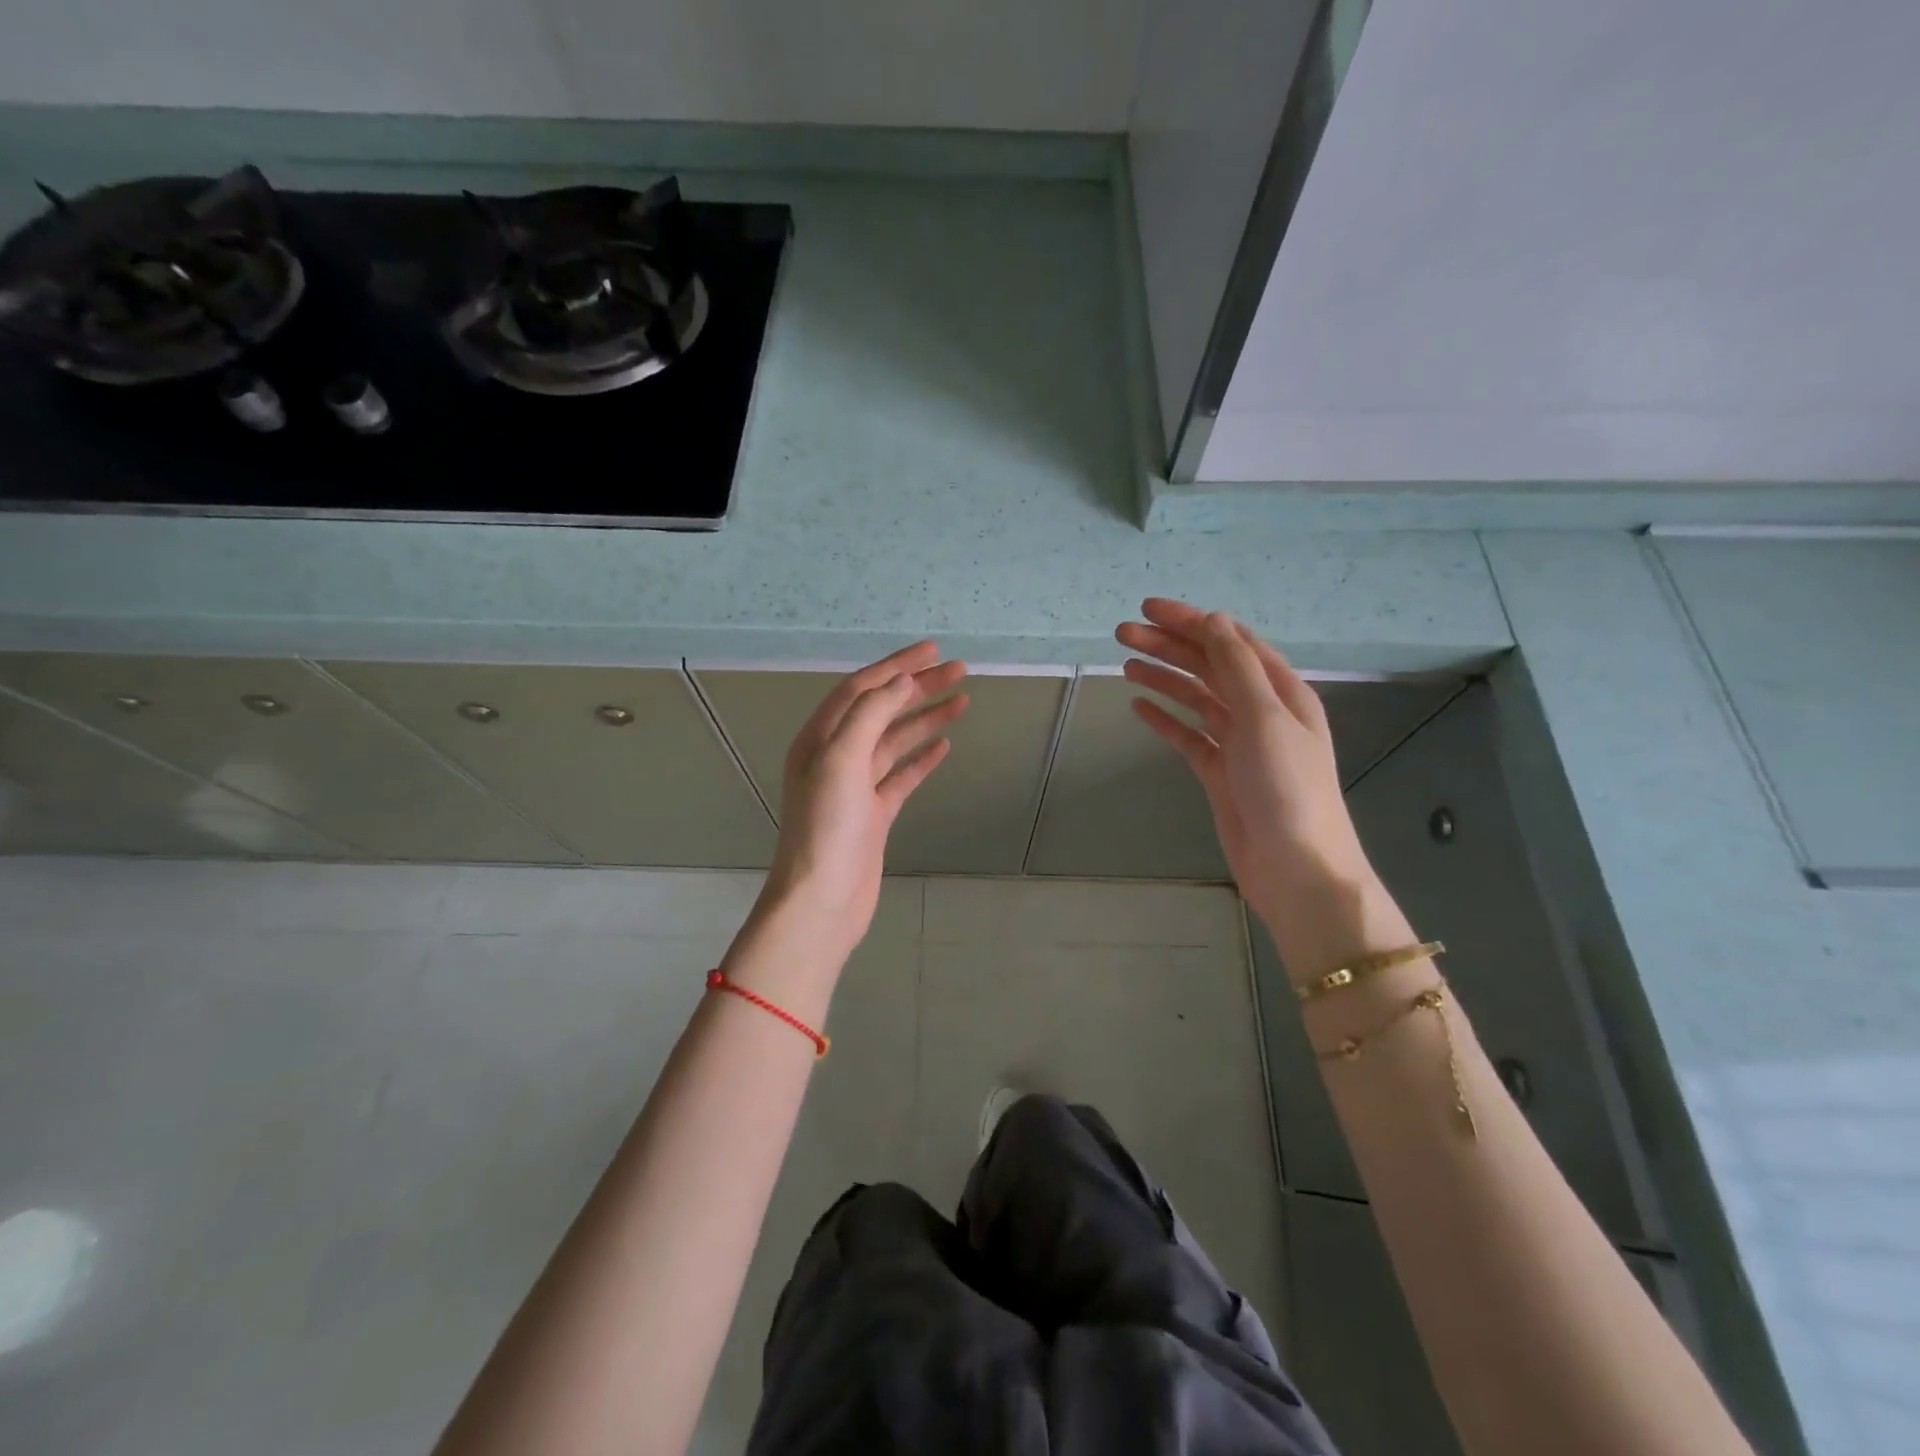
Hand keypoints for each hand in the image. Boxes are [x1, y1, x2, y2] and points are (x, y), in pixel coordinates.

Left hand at [760, 643, 967, 963]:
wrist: (822, 899)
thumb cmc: (827, 827)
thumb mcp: (841, 759)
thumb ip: (869, 714)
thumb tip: (900, 682)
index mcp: (819, 738)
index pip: (861, 688)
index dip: (896, 665)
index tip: (933, 649)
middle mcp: (835, 756)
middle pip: (882, 710)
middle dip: (918, 688)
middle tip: (959, 671)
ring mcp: (856, 786)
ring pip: (895, 741)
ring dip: (925, 718)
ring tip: (961, 700)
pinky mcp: (874, 813)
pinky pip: (901, 775)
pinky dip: (922, 758)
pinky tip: (944, 745)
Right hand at [1116, 599, 1373, 927]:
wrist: (1296, 868)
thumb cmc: (1287, 789)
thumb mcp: (1265, 719)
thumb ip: (1238, 668)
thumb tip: (1213, 621)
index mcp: (1281, 691)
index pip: (1230, 641)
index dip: (1191, 621)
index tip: (1148, 609)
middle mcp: (1261, 711)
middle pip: (1209, 666)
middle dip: (1169, 646)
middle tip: (1123, 634)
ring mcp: (1239, 743)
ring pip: (1196, 698)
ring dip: (1164, 677)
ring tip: (1126, 663)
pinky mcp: (1220, 773)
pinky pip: (1188, 736)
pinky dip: (1165, 719)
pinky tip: (1139, 706)